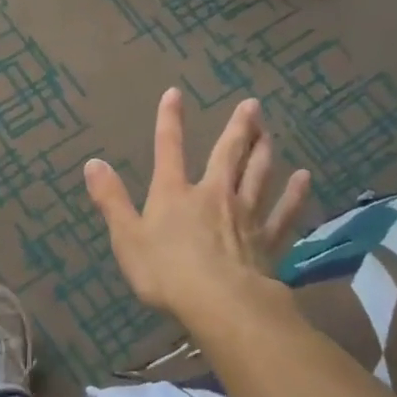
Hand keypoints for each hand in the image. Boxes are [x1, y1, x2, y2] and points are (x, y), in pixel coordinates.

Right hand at [83, 88, 310, 319]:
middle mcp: (213, 195)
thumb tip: (93, 163)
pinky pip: (284, 212)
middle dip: (238, 128)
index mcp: (174, 194)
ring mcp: (245, 216)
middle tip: (252, 104)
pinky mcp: (267, 240)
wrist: (220, 303)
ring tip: (270, 132)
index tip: (175, 93)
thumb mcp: (126, 237)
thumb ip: (111, 199)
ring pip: (258, 176)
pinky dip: (294, 195)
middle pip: (228, 155)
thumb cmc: (166, 271)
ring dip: (264, 152)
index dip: (170, 121)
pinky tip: (304, 179)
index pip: (169, 149)